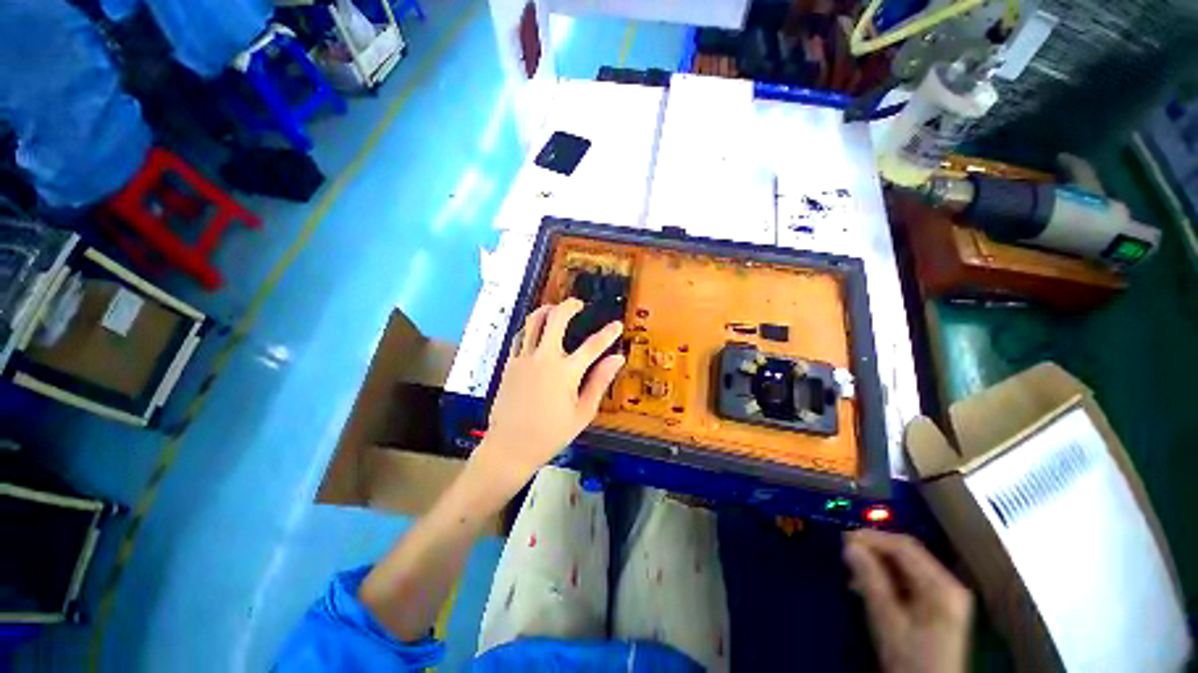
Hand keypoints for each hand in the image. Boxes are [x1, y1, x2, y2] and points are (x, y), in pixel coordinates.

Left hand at [474, 299, 624, 486]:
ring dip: (546, 310)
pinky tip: (536, 330)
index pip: (593, 345)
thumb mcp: (582, 413)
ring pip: (533, 321)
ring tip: (555, 309)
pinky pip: (520, 336)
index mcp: (565, 372)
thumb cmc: (550, 434)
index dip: (608, 333)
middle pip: (556, 319)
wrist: (510, 447)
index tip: (617, 324)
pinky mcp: (510, 363)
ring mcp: (524, 358)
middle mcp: (544, 358)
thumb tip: (617, 359)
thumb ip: (599, 382)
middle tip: (578, 304)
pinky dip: (530, 327)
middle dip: (569, 306)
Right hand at [844, 529, 972, 672]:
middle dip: (874, 549)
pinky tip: (870, 584)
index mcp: (941, 586)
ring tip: (853, 569)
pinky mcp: (939, 606)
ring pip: (907, 565)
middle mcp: (948, 585)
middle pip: (907, 553)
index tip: (844, 538)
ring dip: (878, 563)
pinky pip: (910, 580)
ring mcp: (946, 596)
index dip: (872, 538)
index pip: (904, 546)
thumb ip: (870, 580)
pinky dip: (887, 577)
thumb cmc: (911, 660)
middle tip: (846, 551)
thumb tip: (851, 546)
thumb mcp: (887, 621)